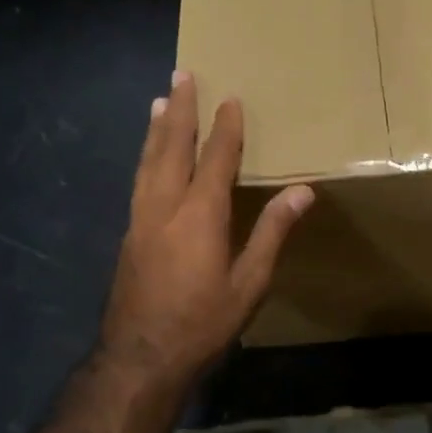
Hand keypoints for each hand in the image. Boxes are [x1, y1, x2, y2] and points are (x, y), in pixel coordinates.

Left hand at [101, 70, 313, 386]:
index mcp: (200, 215)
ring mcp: (141, 218)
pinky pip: (139, 180)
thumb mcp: (249, 283)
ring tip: (159, 101)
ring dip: (157, 128)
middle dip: (179, 109)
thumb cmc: (202, 322)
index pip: (216, 158)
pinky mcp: (129, 233)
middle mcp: (165, 206)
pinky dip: (146, 156)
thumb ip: (272, 232)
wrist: (140, 356)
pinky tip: (148, 156)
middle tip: (181, 76)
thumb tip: (302, 190)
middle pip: (172, 147)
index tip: (231, 99)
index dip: (226, 128)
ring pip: (148, 160)